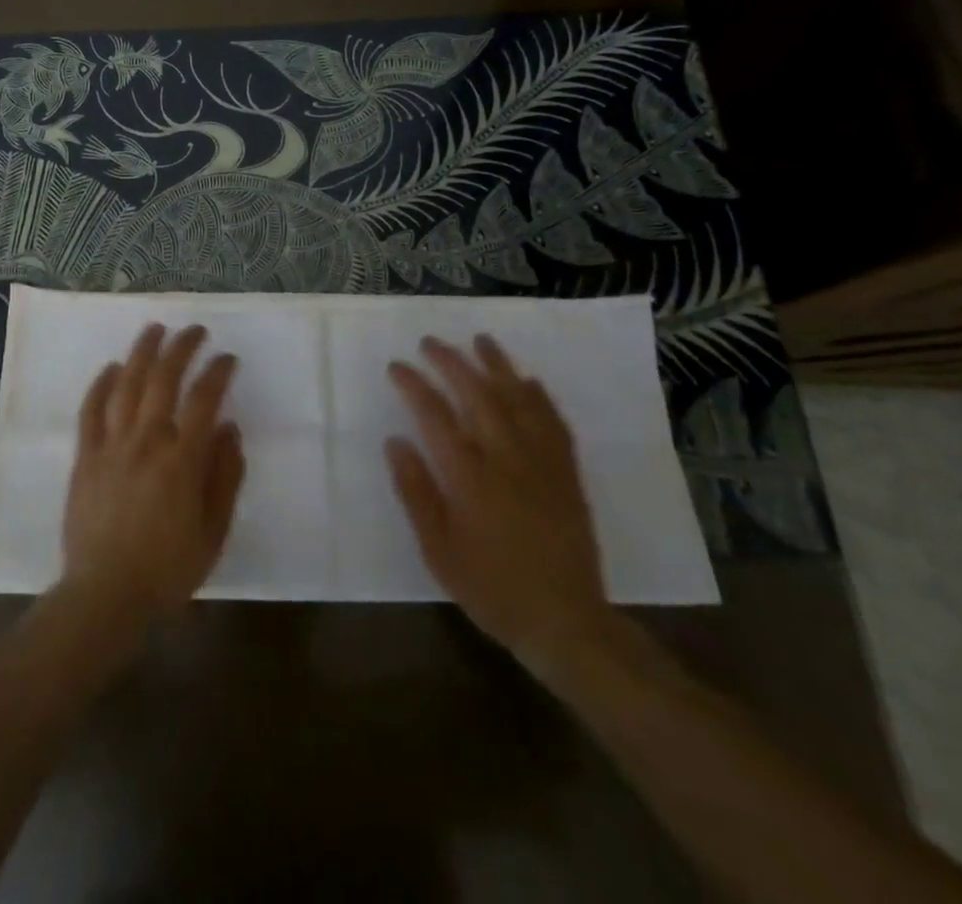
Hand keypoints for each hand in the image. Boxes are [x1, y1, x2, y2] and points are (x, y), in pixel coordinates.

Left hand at [60, 324, 245, 625]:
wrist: (105, 595)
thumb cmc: (168, 568)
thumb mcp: (213, 531)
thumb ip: (224, 477)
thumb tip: (229, 430)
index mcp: (181, 460)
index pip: (204, 400)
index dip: (218, 372)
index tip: (228, 358)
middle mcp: (146, 442)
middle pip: (163, 380)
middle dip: (182, 348)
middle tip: (194, 330)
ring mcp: (111, 446)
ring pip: (125, 385)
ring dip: (141, 353)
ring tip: (154, 329)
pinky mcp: (85, 457)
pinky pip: (90, 411)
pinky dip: (100, 385)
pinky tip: (110, 368)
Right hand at [385, 336, 615, 682]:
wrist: (565, 622)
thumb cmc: (492, 588)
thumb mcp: (438, 551)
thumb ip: (416, 492)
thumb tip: (395, 441)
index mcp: (470, 478)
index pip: (436, 416)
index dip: (414, 385)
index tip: (397, 365)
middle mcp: (507, 459)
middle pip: (478, 395)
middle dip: (452, 362)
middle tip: (431, 342)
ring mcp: (542, 463)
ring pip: (519, 400)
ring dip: (498, 365)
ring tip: (480, 340)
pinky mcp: (567, 473)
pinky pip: (553, 422)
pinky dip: (539, 396)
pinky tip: (528, 381)